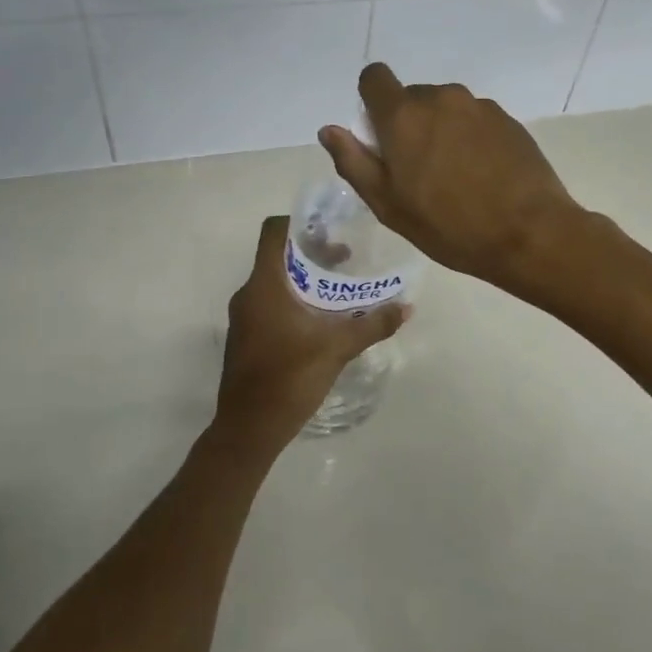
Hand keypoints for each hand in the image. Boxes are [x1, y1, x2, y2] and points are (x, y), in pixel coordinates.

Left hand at [214, 215, 407, 456]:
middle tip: (346, 257)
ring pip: (275, 282)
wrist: (249, 429)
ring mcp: (245, 317)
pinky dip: (295, 300)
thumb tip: (406, 307)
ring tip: (339, 288)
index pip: (274, 232)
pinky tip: (322, 319)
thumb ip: (373, 324)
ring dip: (305, 279)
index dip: (300, 222)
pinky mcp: (247, 337)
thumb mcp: (338, 348)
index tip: (330, 227)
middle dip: (312, 253)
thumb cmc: (290, 378)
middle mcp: (249, 294)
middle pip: (278, 256)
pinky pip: (271, 303)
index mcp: (265, 285)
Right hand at [317, 63, 588, 293]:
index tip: (380, 137)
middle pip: (411, 97)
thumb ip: (354, 162)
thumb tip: (329, 130)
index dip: (371, 101)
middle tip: (418, 172)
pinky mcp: (508, 119)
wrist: (529, 233)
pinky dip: (470, 138)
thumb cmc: (449, 226)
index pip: (374, 78)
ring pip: (445, 109)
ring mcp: (479, 106)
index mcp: (404, 115)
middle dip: (408, 124)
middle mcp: (441, 98)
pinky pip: (475, 120)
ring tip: (455, 178)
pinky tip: (483, 175)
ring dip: (441, 131)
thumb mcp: (388, 205)